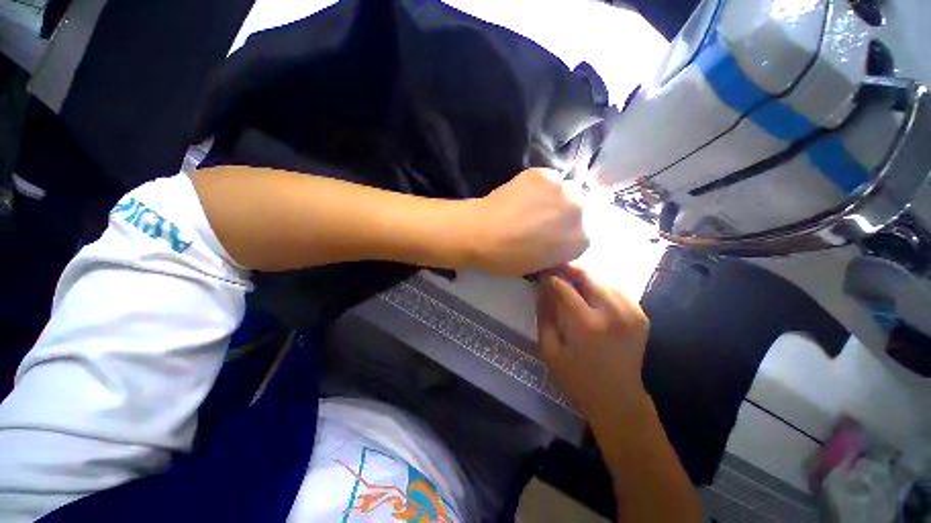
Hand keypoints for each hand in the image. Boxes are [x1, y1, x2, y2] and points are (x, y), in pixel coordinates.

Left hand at [464, 168, 587, 275]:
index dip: (564, 238)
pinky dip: (539, 187)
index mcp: (581, 240)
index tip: (549, 240)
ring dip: (553, 200)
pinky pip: (548, 180)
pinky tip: (522, 195)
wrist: (480, 233)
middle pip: (578, 211)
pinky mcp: (543, 173)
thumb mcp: (538, 265)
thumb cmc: (507, 258)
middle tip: (541, 221)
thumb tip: (556, 242)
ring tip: (530, 206)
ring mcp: (562, 188)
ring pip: (565, 192)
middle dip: (563, 217)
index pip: (582, 237)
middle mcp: (579, 211)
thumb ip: (557, 252)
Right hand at [537, 265, 650, 422]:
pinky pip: (618, 289)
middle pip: (587, 276)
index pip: (564, 287)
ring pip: (603, 278)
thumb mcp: (550, 350)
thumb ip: (544, 316)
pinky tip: (591, 293)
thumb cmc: (576, 378)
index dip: (550, 277)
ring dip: (585, 277)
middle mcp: (612, 313)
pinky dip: (602, 286)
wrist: (618, 399)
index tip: (541, 273)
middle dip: (568, 269)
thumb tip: (541, 288)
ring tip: (571, 281)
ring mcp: (631, 313)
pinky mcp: (641, 315)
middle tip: (555, 270)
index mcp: (586, 325)